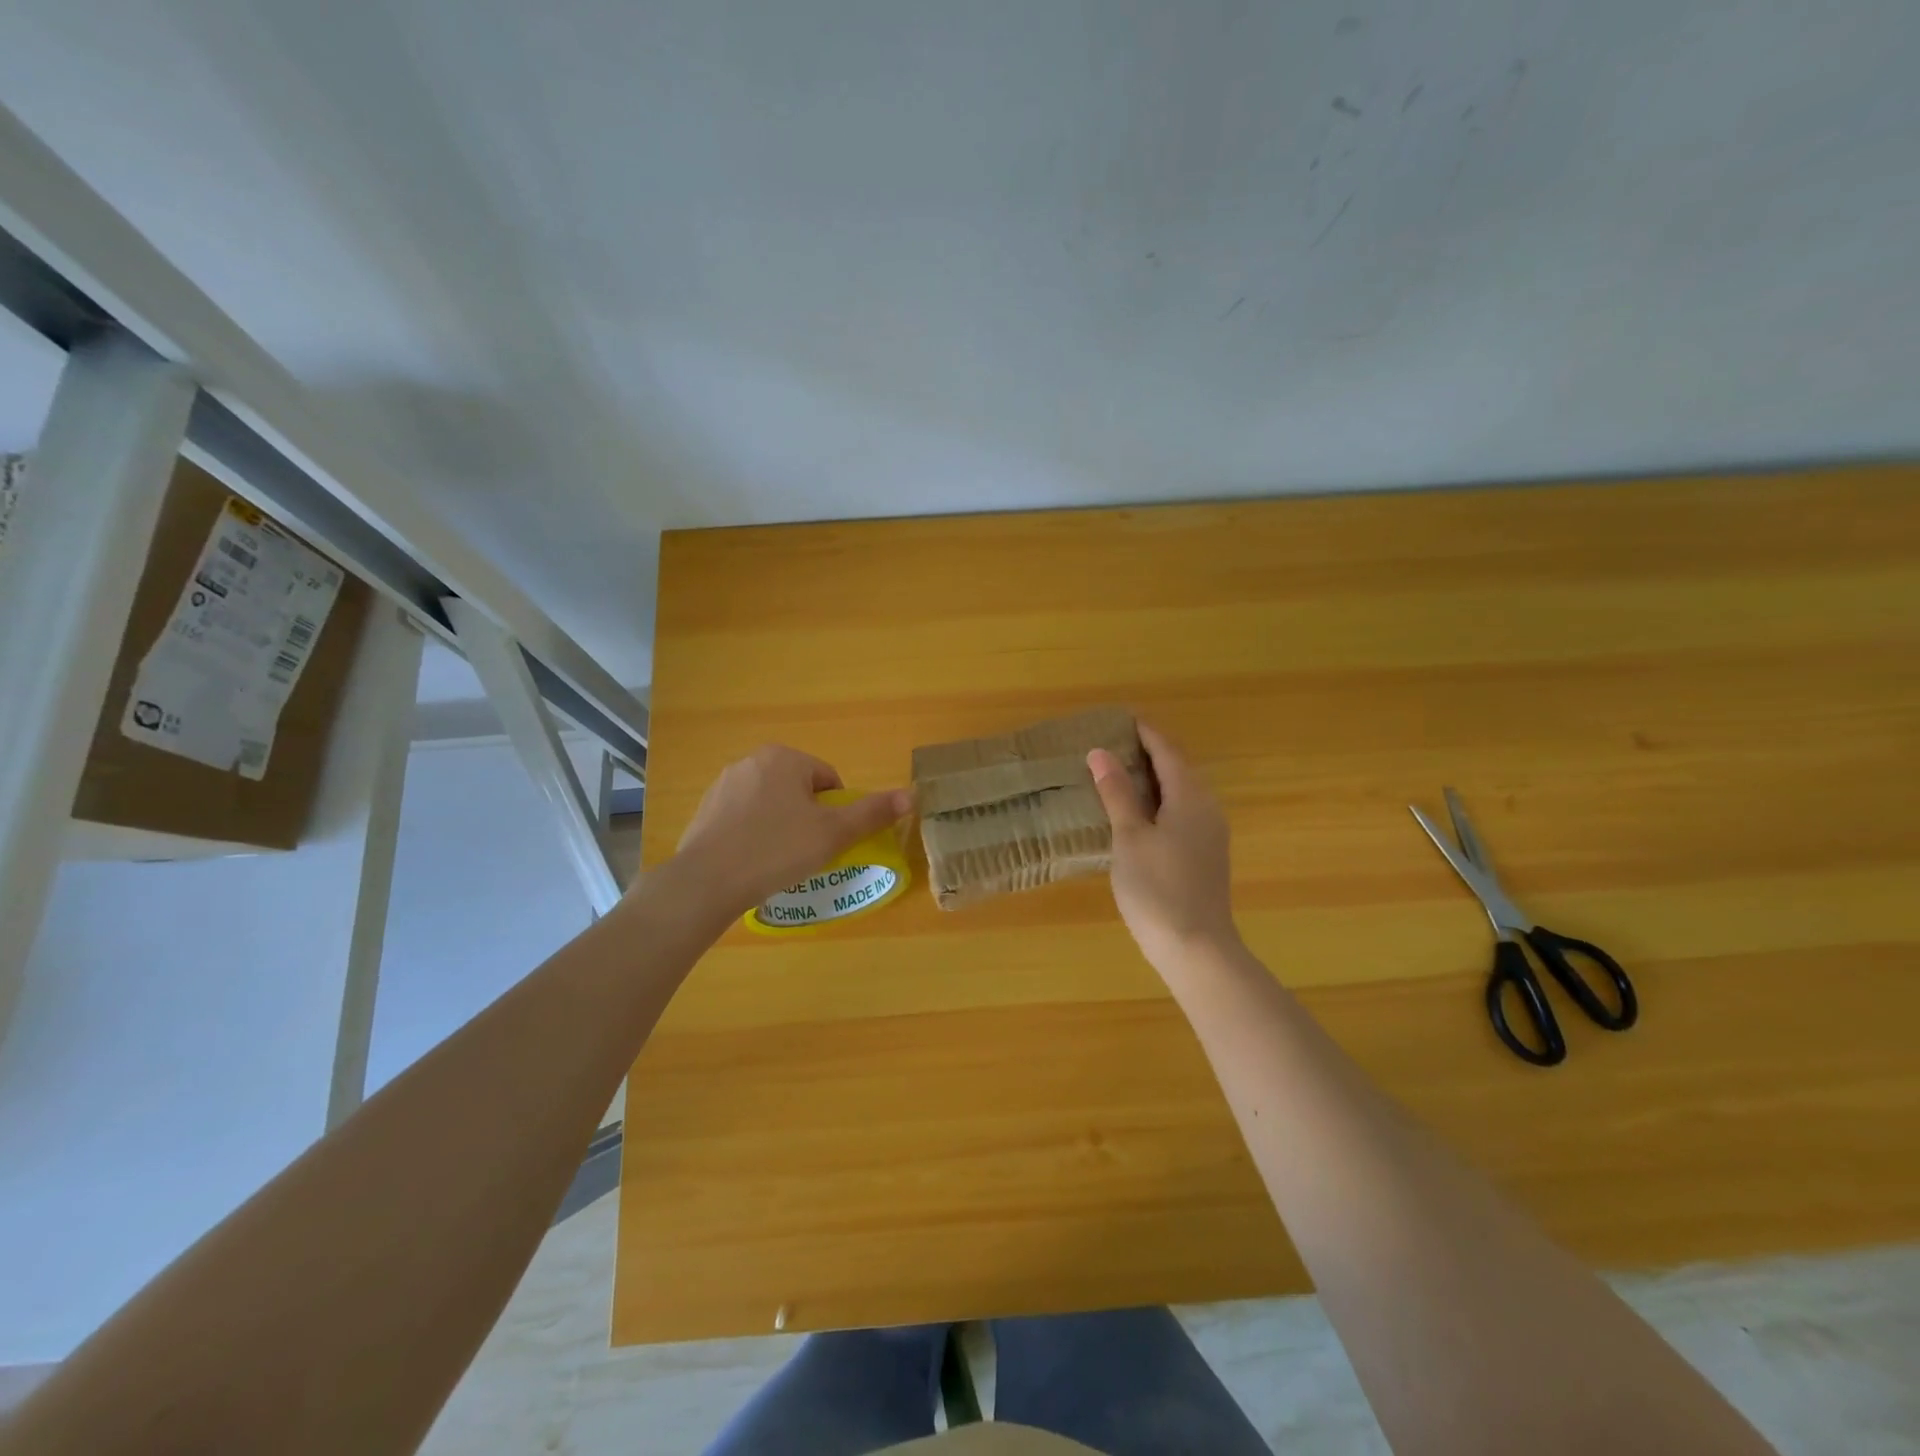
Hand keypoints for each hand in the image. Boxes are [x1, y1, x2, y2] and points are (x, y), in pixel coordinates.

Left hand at [671, 745, 912, 919]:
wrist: (706, 882)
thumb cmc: (776, 850)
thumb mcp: (833, 834)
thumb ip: (872, 813)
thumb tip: (911, 795)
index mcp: (784, 758)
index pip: (828, 780)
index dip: (836, 812)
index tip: (828, 841)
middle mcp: (751, 761)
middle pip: (798, 790)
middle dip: (808, 818)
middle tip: (807, 852)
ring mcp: (723, 785)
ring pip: (770, 804)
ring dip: (781, 826)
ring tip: (779, 861)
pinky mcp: (704, 810)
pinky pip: (743, 819)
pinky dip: (754, 835)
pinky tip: (752, 863)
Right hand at [1089, 722, 1239, 973]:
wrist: (1197, 949)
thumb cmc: (1157, 888)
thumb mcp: (1129, 837)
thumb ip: (1116, 793)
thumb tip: (1100, 752)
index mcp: (1190, 797)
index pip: (1167, 751)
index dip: (1146, 732)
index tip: (1123, 717)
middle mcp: (1207, 808)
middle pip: (1179, 768)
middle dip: (1150, 752)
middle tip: (1116, 743)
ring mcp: (1211, 834)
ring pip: (1183, 791)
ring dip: (1155, 777)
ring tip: (1122, 773)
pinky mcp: (1207, 855)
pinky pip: (1184, 812)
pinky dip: (1161, 800)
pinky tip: (1141, 813)